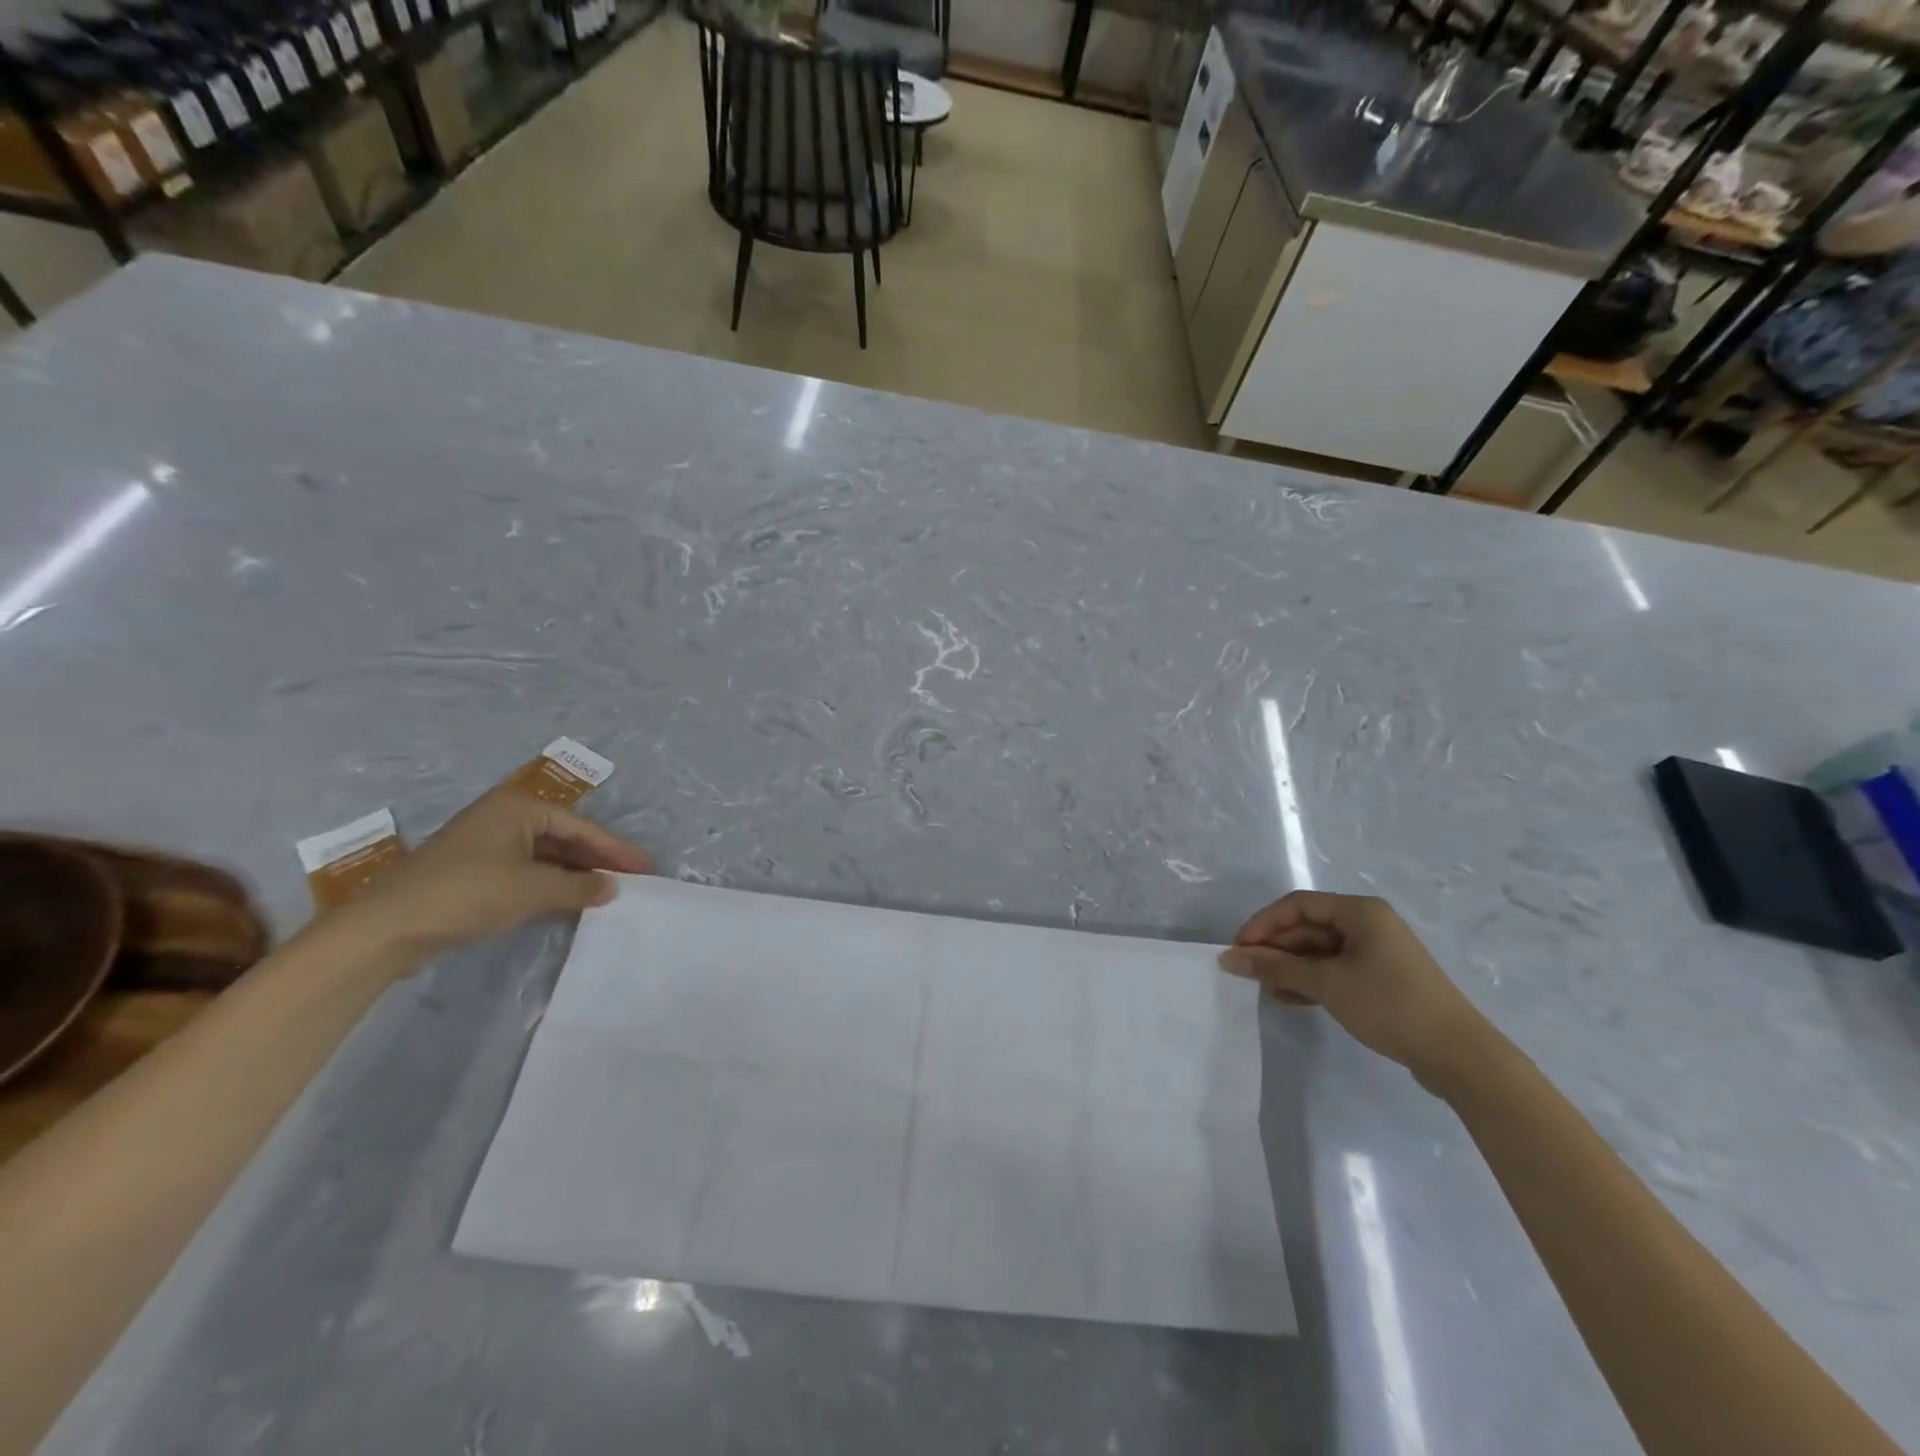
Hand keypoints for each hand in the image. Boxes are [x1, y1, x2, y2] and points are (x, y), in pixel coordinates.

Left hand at [329, 787, 650, 963]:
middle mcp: (503, 816)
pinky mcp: (472, 868)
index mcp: (518, 807)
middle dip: (596, 859)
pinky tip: (567, 898)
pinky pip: (525, 869)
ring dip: (573, 872)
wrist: (386, 928)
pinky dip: (549, 882)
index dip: (615, 849)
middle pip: (564, 836)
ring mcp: (485, 842)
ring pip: (545, 854)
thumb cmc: (467, 894)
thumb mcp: (533, 890)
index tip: (645, 868)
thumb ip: (579, 887)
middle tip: (630, 878)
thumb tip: (611, 887)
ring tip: (605, 890)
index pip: (581, 827)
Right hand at [1219, 891, 1491, 1088]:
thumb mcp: (1326, 984)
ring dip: (1291, 968)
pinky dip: (1311, 981)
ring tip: (1267, 991)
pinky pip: (1335, 969)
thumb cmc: (1389, 1005)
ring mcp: (1377, 951)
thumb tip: (1229, 958)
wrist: (1459, 1056)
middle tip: (1248, 974)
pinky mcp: (1382, 978)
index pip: (1297, 905)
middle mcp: (1368, 923)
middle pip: (1308, 926)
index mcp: (1359, 911)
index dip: (1263, 924)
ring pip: (1319, 950)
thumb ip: (1276, 968)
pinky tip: (1292, 1000)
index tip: (1239, 950)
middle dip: (1276, 949)